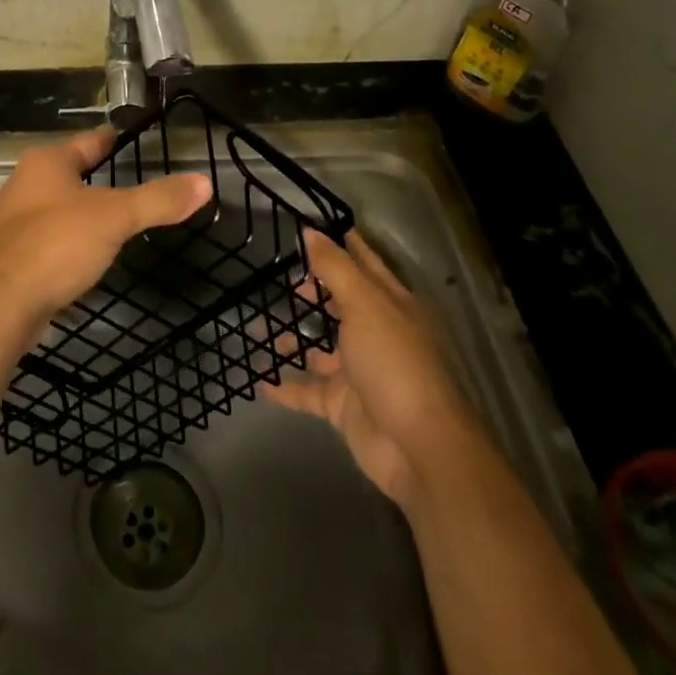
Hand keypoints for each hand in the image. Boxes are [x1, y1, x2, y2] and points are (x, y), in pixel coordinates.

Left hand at [0, 126, 212, 340]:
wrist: (0, 305)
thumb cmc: (56, 244)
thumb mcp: (115, 218)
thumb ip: (159, 200)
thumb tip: (205, 183)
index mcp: (47, 162)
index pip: (90, 141)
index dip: (115, 140)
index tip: (136, 138)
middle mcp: (26, 183)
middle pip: (72, 171)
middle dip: (100, 176)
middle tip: (136, 180)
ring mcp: (16, 220)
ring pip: (60, 206)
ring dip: (85, 210)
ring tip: (117, 217)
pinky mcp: (13, 254)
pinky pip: (51, 237)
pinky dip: (72, 240)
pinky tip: (89, 254)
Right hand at [268, 229, 474, 506]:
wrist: (418, 448)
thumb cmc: (394, 363)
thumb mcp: (365, 304)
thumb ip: (335, 268)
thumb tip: (310, 231)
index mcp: (393, 305)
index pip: (366, 264)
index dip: (344, 244)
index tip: (313, 226)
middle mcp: (378, 334)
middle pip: (341, 305)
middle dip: (312, 292)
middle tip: (278, 278)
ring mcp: (360, 372)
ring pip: (320, 348)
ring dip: (292, 338)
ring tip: (256, 325)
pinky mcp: (344, 405)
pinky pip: (308, 391)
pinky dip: (285, 386)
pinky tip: (259, 378)